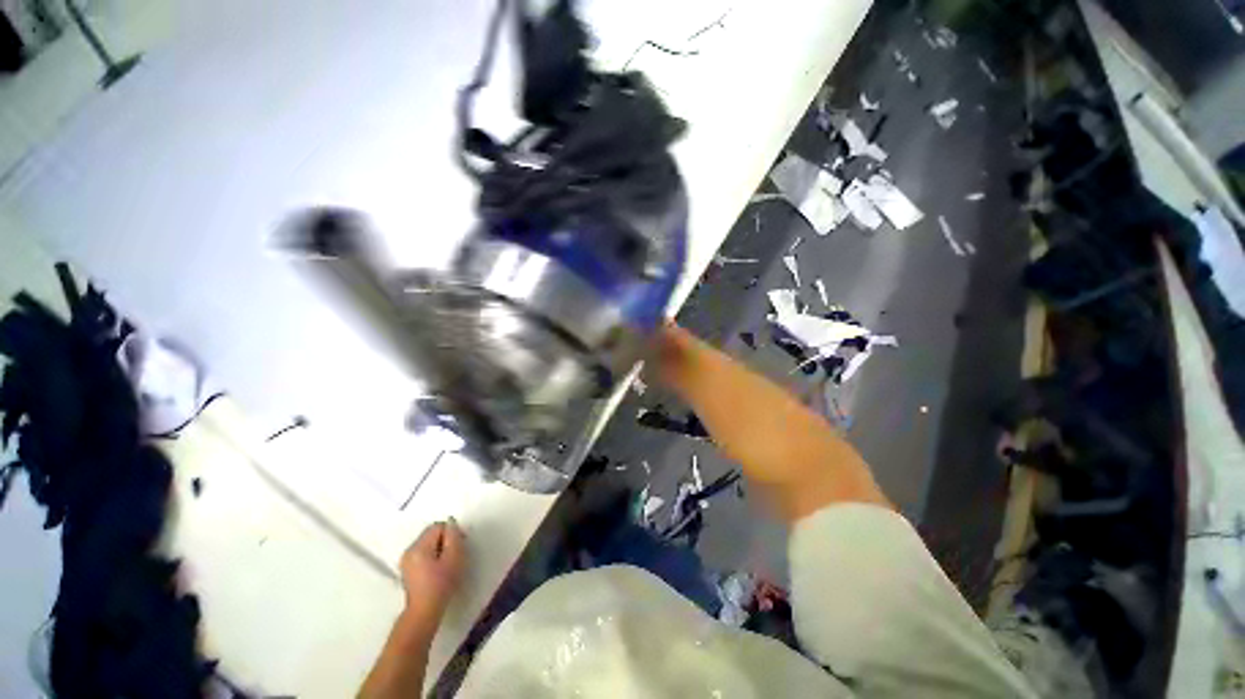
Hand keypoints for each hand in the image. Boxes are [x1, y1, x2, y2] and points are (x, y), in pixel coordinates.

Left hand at [399, 519, 466, 622]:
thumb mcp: (454, 557)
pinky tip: (439, 568)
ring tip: (449, 562)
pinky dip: (433, 555)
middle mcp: (409, 550)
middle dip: (445, 539)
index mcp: (418, 547)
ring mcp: (406, 561)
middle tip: (457, 552)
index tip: (461, 543)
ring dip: (440, 547)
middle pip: (431, 534)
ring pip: (428, 543)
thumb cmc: (441, 584)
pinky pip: (423, 553)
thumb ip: (454, 536)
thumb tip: (451, 524)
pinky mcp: (407, 569)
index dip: (451, 532)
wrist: (424, 612)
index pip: (438, 526)